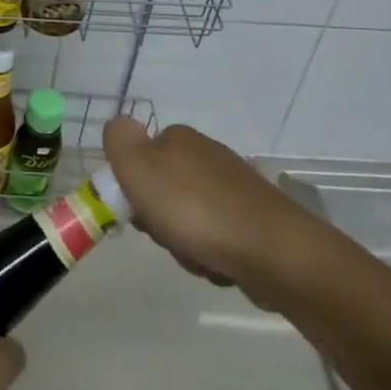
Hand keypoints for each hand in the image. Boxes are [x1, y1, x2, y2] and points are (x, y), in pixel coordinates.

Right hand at [103, 117, 318, 293]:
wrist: (273, 251)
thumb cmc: (195, 209)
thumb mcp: (140, 169)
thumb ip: (120, 142)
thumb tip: (117, 124)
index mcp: (179, 139)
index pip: (140, 159)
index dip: (133, 189)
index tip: (139, 213)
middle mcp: (207, 155)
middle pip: (162, 191)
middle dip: (159, 221)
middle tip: (168, 236)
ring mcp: (233, 187)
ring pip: (187, 218)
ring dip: (183, 243)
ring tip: (196, 256)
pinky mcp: (253, 218)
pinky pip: (215, 236)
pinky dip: (210, 253)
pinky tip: (217, 265)